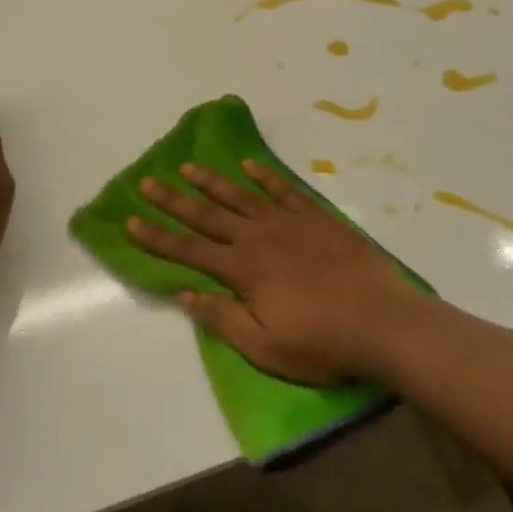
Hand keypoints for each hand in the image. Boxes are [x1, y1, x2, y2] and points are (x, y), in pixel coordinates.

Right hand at [126, 161, 433, 385]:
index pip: (188, 249)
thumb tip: (184, 293)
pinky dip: (264, 176)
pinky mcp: (316, 218)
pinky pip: (283, 190)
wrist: (382, 322)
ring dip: (211, 182)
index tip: (130, 220)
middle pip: (207, 215)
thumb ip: (222, 317)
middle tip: (147, 182)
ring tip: (187, 167)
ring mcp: (288, 223)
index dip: (157, 236)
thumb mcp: (264, 345)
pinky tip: (248, 166)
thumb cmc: (321, 342)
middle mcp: (257, 238)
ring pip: (240, 196)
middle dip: (173, 200)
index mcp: (241, 270)